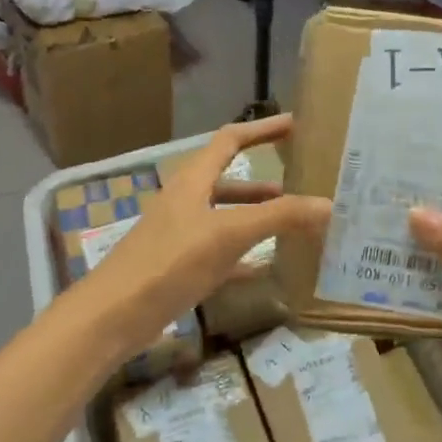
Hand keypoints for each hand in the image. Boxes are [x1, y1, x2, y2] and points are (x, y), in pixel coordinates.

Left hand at [77, 116, 329, 355]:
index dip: (262, 130)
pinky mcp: (179, 268)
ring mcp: (181, 235)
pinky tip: (268, 267)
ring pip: (227, 218)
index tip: (294, 124)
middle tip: (303, 184)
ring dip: (258, 218)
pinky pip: (221, 254)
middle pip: (231, 181)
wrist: (113, 316)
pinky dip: (245, 256)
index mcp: (193, 181)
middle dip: (266, 182)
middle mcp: (186, 201)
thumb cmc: (169, 262)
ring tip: (293, 226)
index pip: (230, 140)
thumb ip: (279, 217)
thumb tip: (328, 204)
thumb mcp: (228, 234)